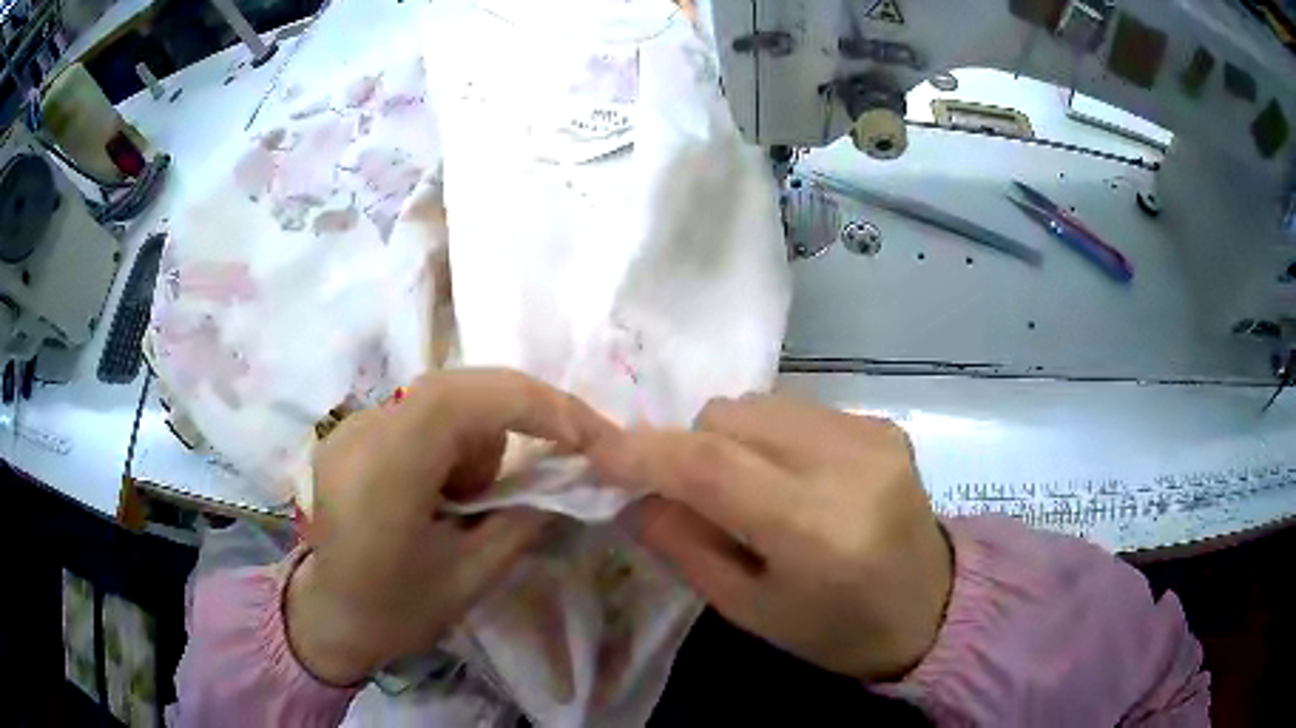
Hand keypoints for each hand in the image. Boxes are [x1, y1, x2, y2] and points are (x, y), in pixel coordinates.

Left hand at [286, 369, 615, 684]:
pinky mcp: (352, 430)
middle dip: (518, 416)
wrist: (330, 616)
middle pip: (455, 387)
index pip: (460, 401)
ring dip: (478, 437)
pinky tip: (442, 490)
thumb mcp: (471, 577)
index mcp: (382, 473)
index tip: (584, 437)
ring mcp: (351, 425)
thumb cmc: (396, 611)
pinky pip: (422, 413)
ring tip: (470, 499)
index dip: (531, 406)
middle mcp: (361, 432)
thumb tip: (567, 477)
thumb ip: (522, 519)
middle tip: (558, 455)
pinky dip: (453, 440)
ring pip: (443, 398)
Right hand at [591, 394, 951, 681]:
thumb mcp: (749, 609)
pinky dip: (769, 437)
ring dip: (728, 439)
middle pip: (731, 418)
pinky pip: (795, 410)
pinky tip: (789, 477)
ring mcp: (872, 435)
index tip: (598, 452)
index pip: (712, 465)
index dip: (645, 452)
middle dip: (689, 447)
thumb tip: (631, 495)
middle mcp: (848, 465)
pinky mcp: (882, 424)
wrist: (929, 608)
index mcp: (816, 528)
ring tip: (745, 488)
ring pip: (759, 405)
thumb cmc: (834, 630)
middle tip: (685, 493)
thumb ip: (684, 546)